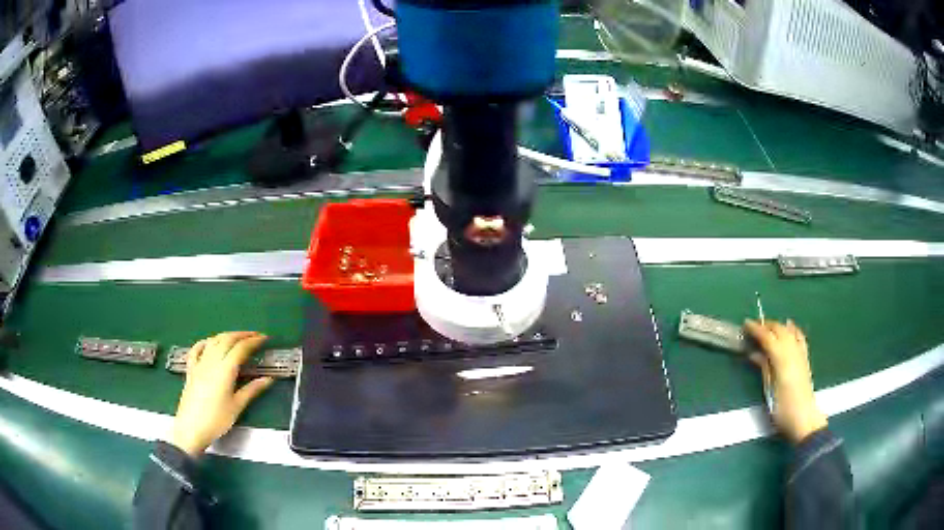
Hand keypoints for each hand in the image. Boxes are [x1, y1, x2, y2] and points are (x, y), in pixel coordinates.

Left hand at [170, 332, 274, 456]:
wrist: (191, 428)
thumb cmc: (216, 420)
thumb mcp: (237, 406)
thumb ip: (252, 390)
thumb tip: (267, 380)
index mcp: (225, 370)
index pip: (241, 349)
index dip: (253, 341)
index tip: (264, 338)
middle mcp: (211, 361)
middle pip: (227, 339)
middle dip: (242, 334)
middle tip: (254, 335)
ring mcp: (199, 364)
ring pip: (213, 341)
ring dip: (226, 335)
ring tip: (237, 337)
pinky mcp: (191, 369)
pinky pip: (197, 349)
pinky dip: (205, 342)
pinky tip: (209, 343)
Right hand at [744, 319, 827, 442]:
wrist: (803, 418)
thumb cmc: (782, 408)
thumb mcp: (768, 390)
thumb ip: (764, 368)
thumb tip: (754, 353)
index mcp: (781, 358)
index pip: (767, 337)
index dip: (756, 329)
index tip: (745, 324)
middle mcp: (792, 350)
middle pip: (779, 329)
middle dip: (766, 325)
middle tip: (753, 328)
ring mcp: (800, 352)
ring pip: (789, 331)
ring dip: (777, 326)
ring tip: (767, 327)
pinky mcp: (805, 357)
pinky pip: (799, 336)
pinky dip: (792, 329)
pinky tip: (789, 326)